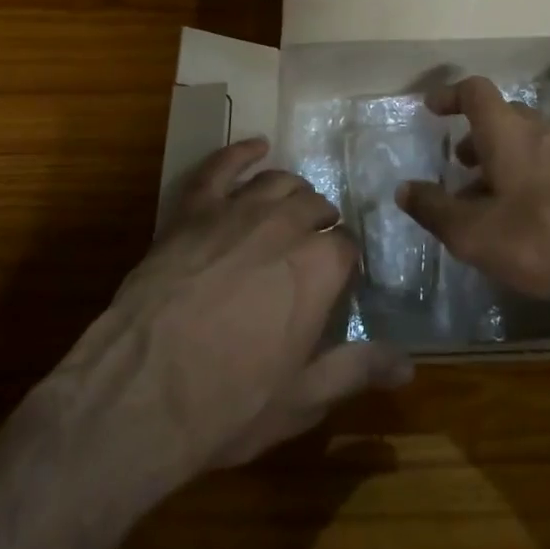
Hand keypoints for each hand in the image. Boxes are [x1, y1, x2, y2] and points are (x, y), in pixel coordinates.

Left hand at [47, 139, 411, 496]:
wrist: (140, 392)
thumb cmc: (228, 402)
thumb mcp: (301, 399)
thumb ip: (357, 370)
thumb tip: (409, 367)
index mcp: (320, 264)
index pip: (347, 246)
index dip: (343, 264)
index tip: (336, 283)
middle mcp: (286, 223)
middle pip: (316, 205)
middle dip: (320, 223)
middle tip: (311, 249)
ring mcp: (237, 209)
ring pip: (278, 182)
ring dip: (292, 191)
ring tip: (292, 206)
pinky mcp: (193, 208)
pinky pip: (222, 166)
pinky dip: (242, 152)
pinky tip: (256, 146)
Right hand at [398, 76, 549, 310]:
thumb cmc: (541, 237)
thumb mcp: (474, 233)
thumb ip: (435, 209)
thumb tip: (404, 189)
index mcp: (507, 132)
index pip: (475, 91)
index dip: (451, 95)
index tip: (432, 109)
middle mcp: (539, 133)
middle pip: (502, 116)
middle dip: (475, 135)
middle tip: (456, 162)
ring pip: (525, 144)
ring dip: (498, 161)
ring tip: (481, 199)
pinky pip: (545, 166)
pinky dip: (523, 179)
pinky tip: (519, 220)